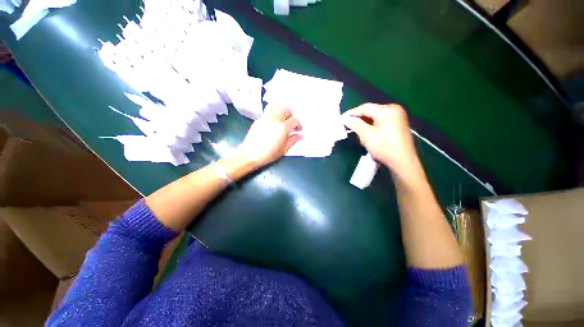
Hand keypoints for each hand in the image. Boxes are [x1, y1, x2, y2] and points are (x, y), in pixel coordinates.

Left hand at [236, 107, 301, 167]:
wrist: (250, 153)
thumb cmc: (269, 154)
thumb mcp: (284, 149)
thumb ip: (293, 140)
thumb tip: (300, 136)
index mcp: (283, 127)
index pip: (294, 120)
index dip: (298, 124)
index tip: (298, 130)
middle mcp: (275, 119)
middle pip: (286, 109)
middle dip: (291, 115)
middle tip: (291, 124)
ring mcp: (266, 117)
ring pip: (277, 109)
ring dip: (282, 114)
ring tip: (282, 123)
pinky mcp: (259, 119)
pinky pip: (269, 113)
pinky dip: (274, 116)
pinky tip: (273, 125)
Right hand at [343, 103, 419, 176]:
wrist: (402, 162)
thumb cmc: (383, 147)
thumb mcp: (366, 135)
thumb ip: (355, 124)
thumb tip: (345, 118)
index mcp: (387, 110)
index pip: (366, 107)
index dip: (352, 112)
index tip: (342, 118)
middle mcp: (394, 110)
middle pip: (371, 111)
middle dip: (359, 119)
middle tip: (348, 125)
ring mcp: (398, 117)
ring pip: (375, 117)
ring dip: (365, 123)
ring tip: (356, 131)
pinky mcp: (398, 125)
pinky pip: (381, 122)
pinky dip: (372, 126)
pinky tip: (367, 134)